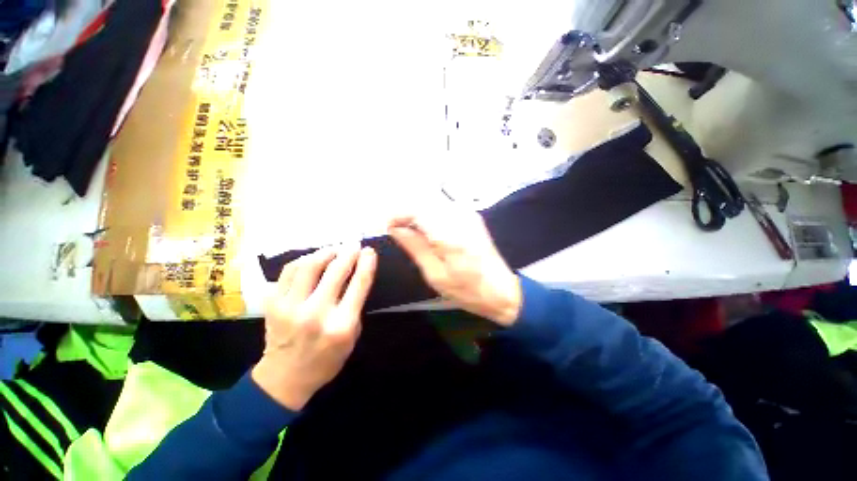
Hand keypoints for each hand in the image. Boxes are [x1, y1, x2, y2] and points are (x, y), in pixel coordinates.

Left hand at [252, 244, 376, 409]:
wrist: (284, 377)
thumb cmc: (327, 359)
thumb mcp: (352, 336)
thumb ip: (355, 305)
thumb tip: (356, 274)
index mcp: (341, 325)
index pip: (358, 285)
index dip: (366, 263)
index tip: (369, 251)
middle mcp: (316, 313)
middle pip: (335, 271)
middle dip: (348, 252)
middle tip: (354, 244)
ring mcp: (290, 307)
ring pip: (309, 266)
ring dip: (326, 252)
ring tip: (335, 249)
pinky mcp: (273, 304)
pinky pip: (289, 271)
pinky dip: (304, 259)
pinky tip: (313, 258)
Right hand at [388, 208, 521, 325]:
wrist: (501, 290)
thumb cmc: (467, 289)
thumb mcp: (434, 274)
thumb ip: (414, 247)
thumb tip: (396, 229)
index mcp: (450, 234)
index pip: (417, 209)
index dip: (398, 214)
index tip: (388, 227)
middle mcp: (460, 217)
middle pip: (424, 202)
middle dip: (406, 213)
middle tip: (397, 231)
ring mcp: (468, 214)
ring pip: (433, 203)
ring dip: (418, 214)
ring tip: (410, 233)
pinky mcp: (471, 216)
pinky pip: (444, 208)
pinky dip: (430, 215)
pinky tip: (428, 231)